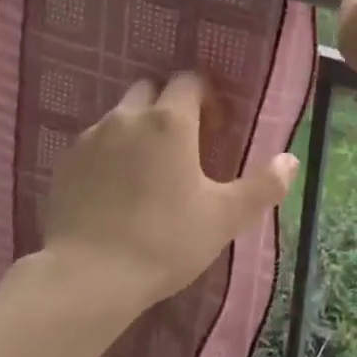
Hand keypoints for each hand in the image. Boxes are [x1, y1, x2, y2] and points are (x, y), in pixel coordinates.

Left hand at [43, 73, 297, 310]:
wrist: (89, 276)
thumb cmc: (166, 241)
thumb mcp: (224, 218)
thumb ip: (262, 186)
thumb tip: (291, 160)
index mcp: (170, 121)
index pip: (189, 80)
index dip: (206, 96)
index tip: (214, 127)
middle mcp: (127, 117)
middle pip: (150, 89)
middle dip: (168, 105)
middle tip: (183, 145)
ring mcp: (91, 137)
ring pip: (120, 116)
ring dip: (137, 128)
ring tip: (148, 169)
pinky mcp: (65, 162)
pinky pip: (94, 143)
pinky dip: (109, 153)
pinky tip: (115, 188)